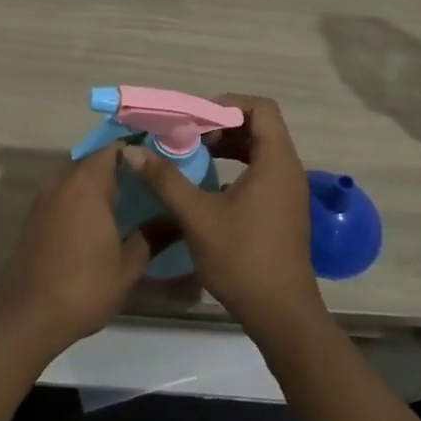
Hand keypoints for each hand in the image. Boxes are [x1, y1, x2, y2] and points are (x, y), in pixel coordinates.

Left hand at [0, 144, 158, 353]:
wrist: (29, 315)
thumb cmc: (85, 286)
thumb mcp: (128, 266)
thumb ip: (153, 236)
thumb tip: (177, 220)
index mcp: (87, 184)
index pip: (113, 149)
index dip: (136, 152)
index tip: (156, 165)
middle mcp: (62, 181)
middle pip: (93, 161)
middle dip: (118, 169)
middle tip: (145, 187)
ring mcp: (44, 198)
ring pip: (76, 178)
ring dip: (96, 186)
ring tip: (124, 205)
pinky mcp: (33, 216)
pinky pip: (62, 194)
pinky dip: (80, 200)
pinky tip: (97, 223)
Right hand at [121, 94, 324, 340]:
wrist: (281, 315)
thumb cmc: (242, 259)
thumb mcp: (197, 216)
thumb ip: (165, 179)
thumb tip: (132, 152)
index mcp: (276, 162)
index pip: (260, 108)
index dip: (227, 105)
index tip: (195, 119)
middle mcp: (288, 169)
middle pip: (259, 126)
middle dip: (221, 125)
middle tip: (188, 136)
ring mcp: (288, 191)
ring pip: (259, 150)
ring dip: (228, 147)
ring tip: (194, 155)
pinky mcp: (282, 210)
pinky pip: (261, 172)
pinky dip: (235, 168)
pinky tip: (208, 186)